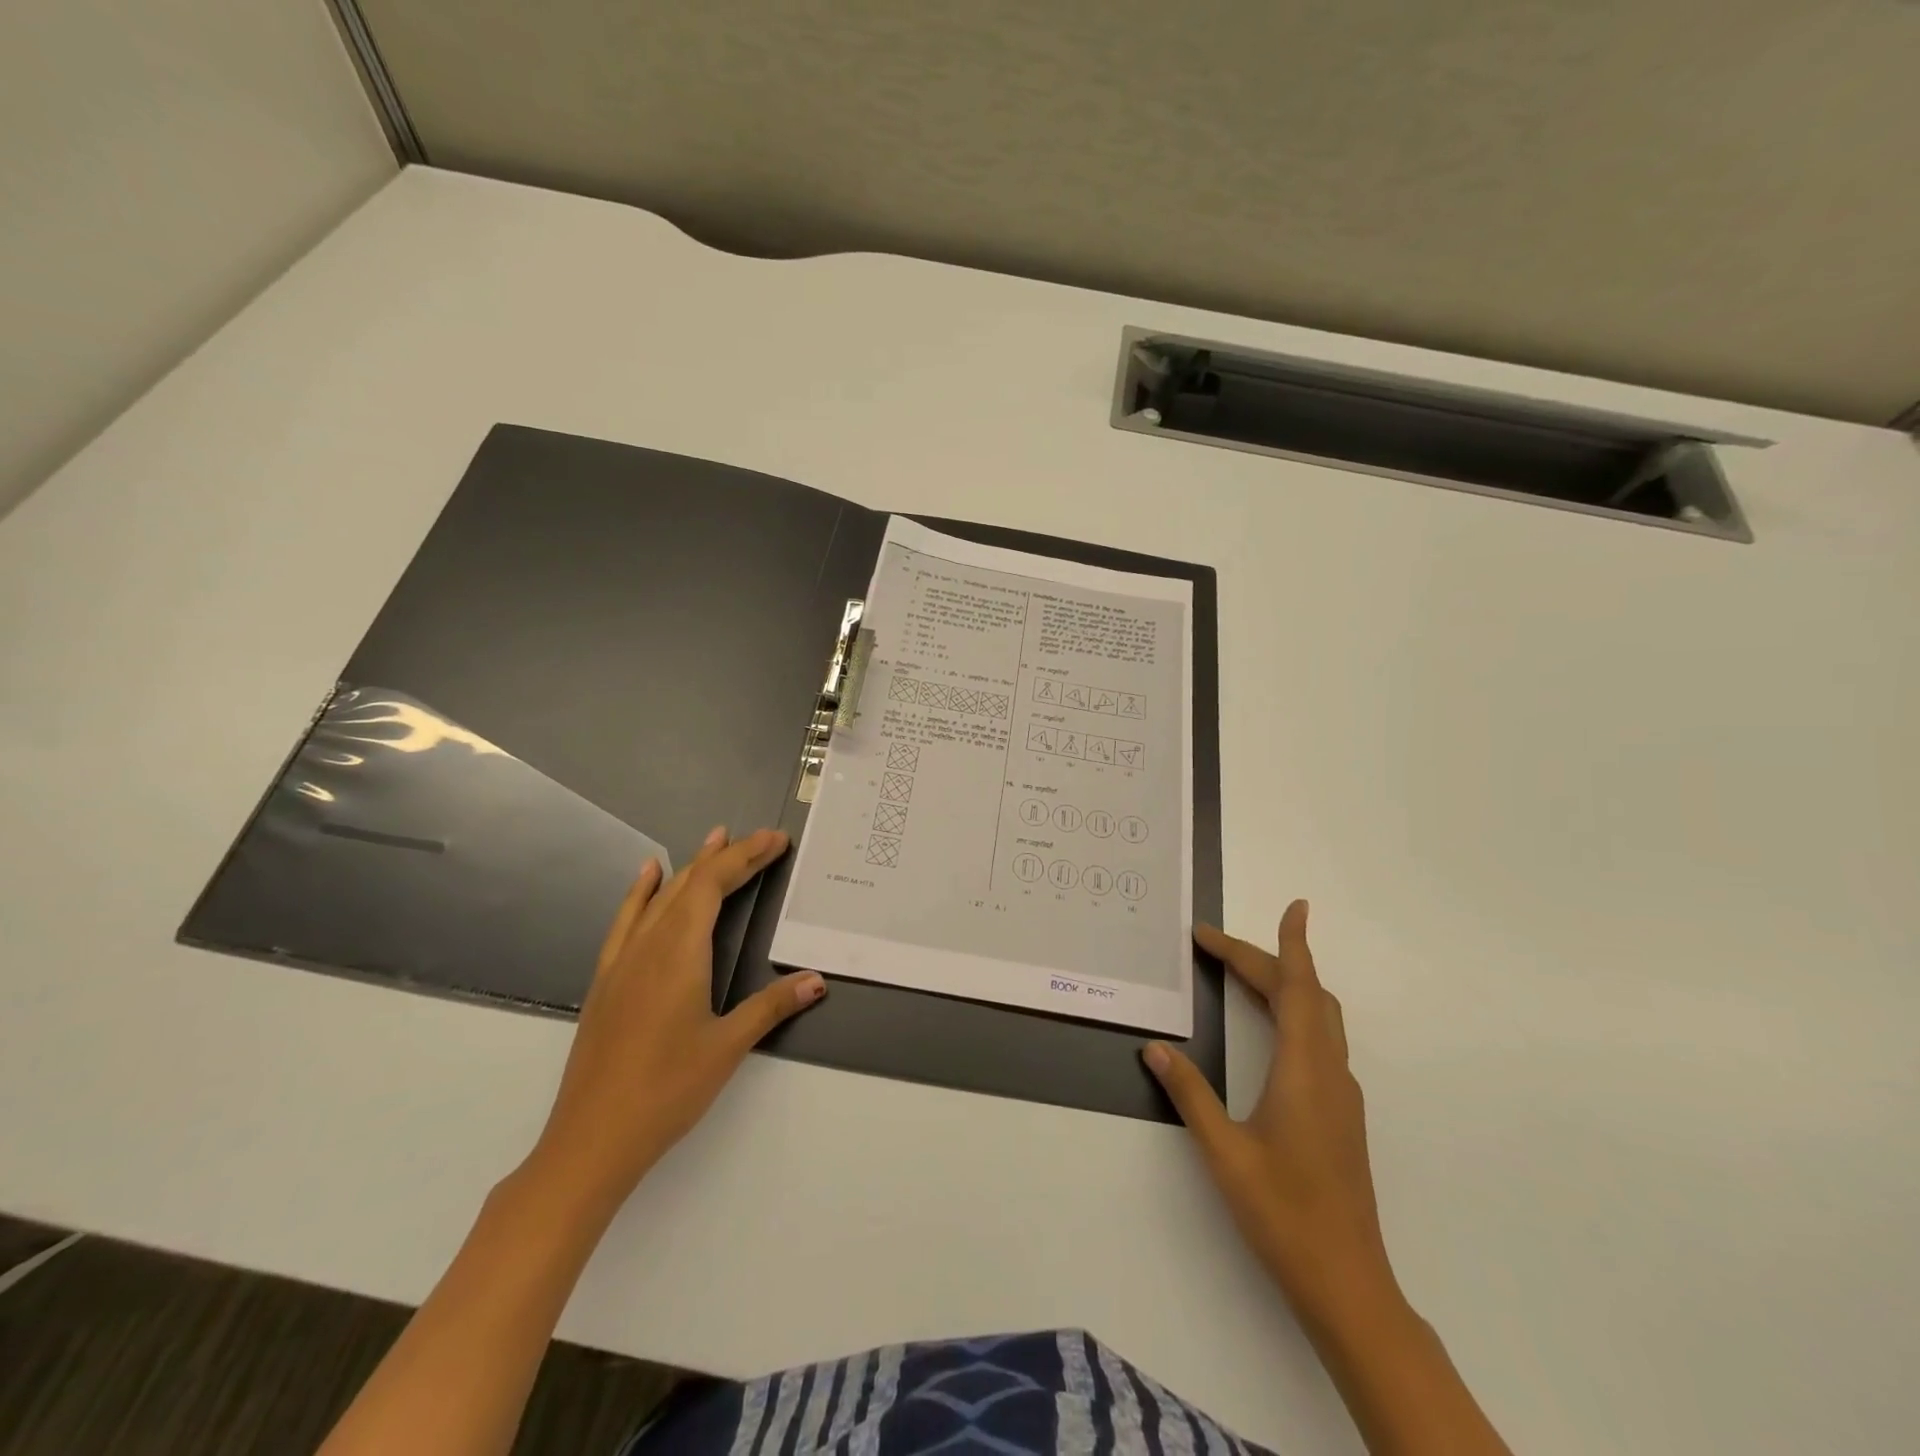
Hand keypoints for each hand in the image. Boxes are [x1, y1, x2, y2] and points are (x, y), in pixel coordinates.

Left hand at [524, 826, 825, 1215]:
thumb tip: (817, 980)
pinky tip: (647, 878)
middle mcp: (649, 945)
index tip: (775, 840)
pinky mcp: (608, 980)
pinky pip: (627, 920)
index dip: (746, 857)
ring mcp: (623, 961)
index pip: (714, 886)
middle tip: (762, 839)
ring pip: (660, 898)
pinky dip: (642, 892)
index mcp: (680, 952)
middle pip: (691, 885)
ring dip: (690, 866)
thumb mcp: (728, 1046)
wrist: (591, 1139)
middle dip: (728, 857)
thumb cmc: (667, 1089)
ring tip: (714, 839)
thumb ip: (772, 1006)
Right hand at [1144, 901, 1397, 1326]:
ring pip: (1318, 1017)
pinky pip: (1319, 1039)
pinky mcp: (1340, 1112)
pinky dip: (1293, 1011)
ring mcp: (1340, 1093)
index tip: (1293, 908)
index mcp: (1305, 1071)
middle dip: (1265, 960)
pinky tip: (1270, 1026)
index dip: (1290, 945)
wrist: (1347, 1282)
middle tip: (1216, 944)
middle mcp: (1329, 1071)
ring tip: (1241, 971)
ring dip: (1284, 984)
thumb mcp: (1224, 1152)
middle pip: (1306, 995)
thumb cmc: (1284, 1213)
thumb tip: (1156, 1049)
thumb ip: (1190, 1094)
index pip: (1298, 989)